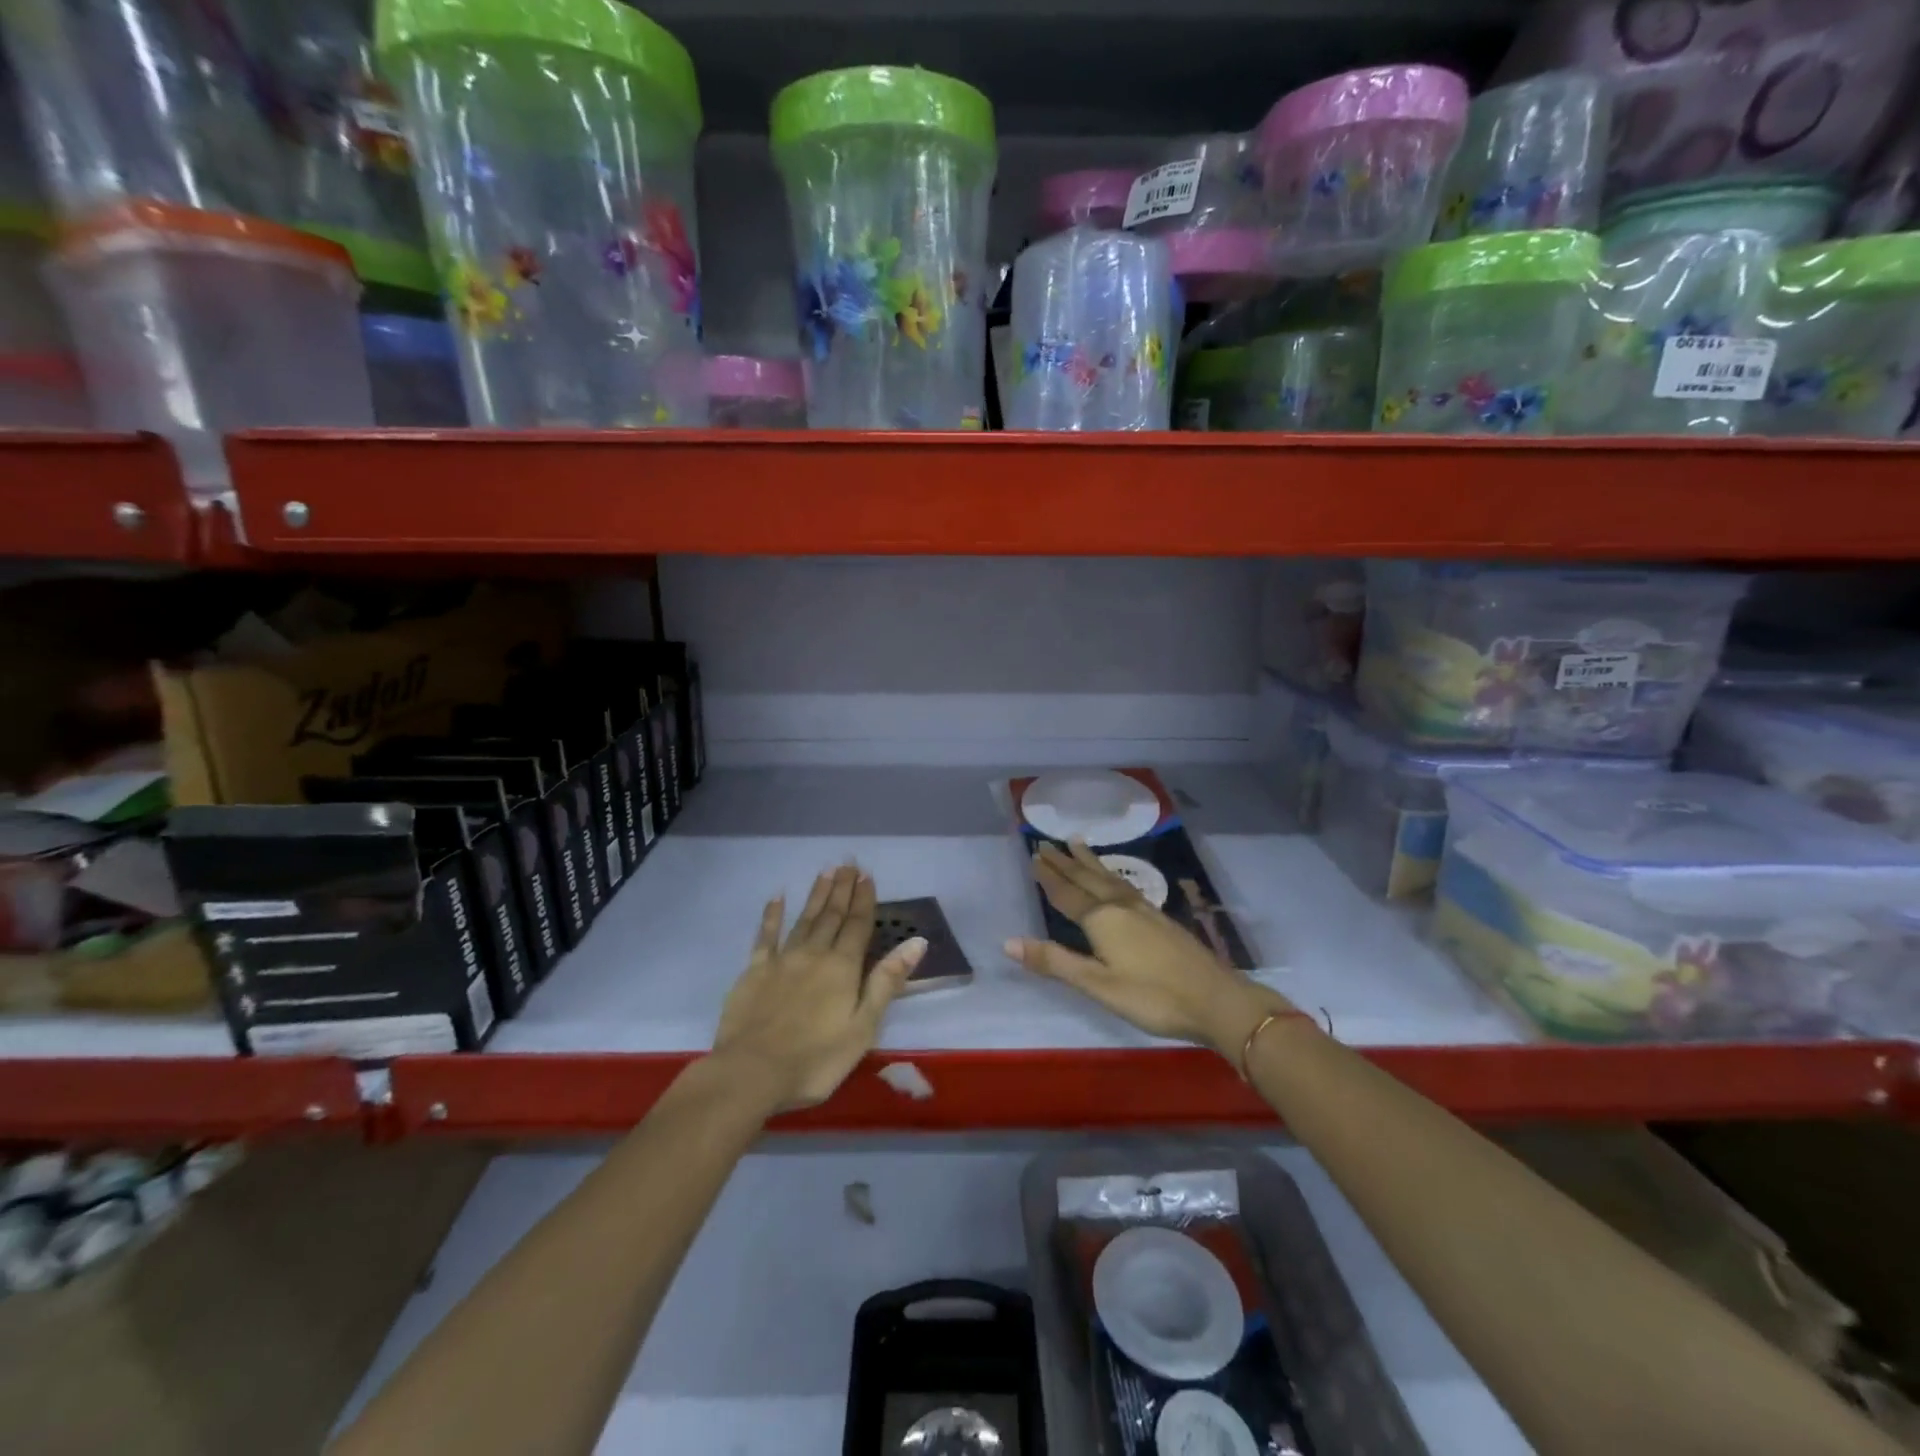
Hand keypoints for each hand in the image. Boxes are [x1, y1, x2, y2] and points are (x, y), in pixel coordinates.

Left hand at [711, 865, 926, 1111]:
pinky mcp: (754, 971)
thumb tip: (916, 942)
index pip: (858, 926)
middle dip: (843, 890)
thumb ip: (887, 981)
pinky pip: (766, 936)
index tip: (867, 876)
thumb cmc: (816, 1059)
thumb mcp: (863, 1026)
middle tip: (848, 864)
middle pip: (832, 916)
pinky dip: (772, 915)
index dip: (865, 900)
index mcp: (843, 967)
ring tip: (826, 872)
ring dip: (816, 895)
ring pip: (804, 919)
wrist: (751, 1072)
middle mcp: (814, 954)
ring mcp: (782, 960)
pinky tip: (777, 898)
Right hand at [1005, 839, 1289, 1061]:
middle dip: (1065, 862)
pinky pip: (1125, 885)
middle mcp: (1121, 906)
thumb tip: (1008, 942)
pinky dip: (1111, 874)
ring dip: (1089, 861)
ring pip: (1109, 878)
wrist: (1217, 1000)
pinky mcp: (1161, 918)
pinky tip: (1116, 880)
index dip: (1049, 875)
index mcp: (1102, 920)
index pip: (1067, 893)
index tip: (1033, 854)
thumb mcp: (1098, 986)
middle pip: (1087, 879)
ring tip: (1077, 842)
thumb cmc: (1153, 997)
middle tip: (1046, 842)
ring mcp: (1145, 910)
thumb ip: (1055, 962)